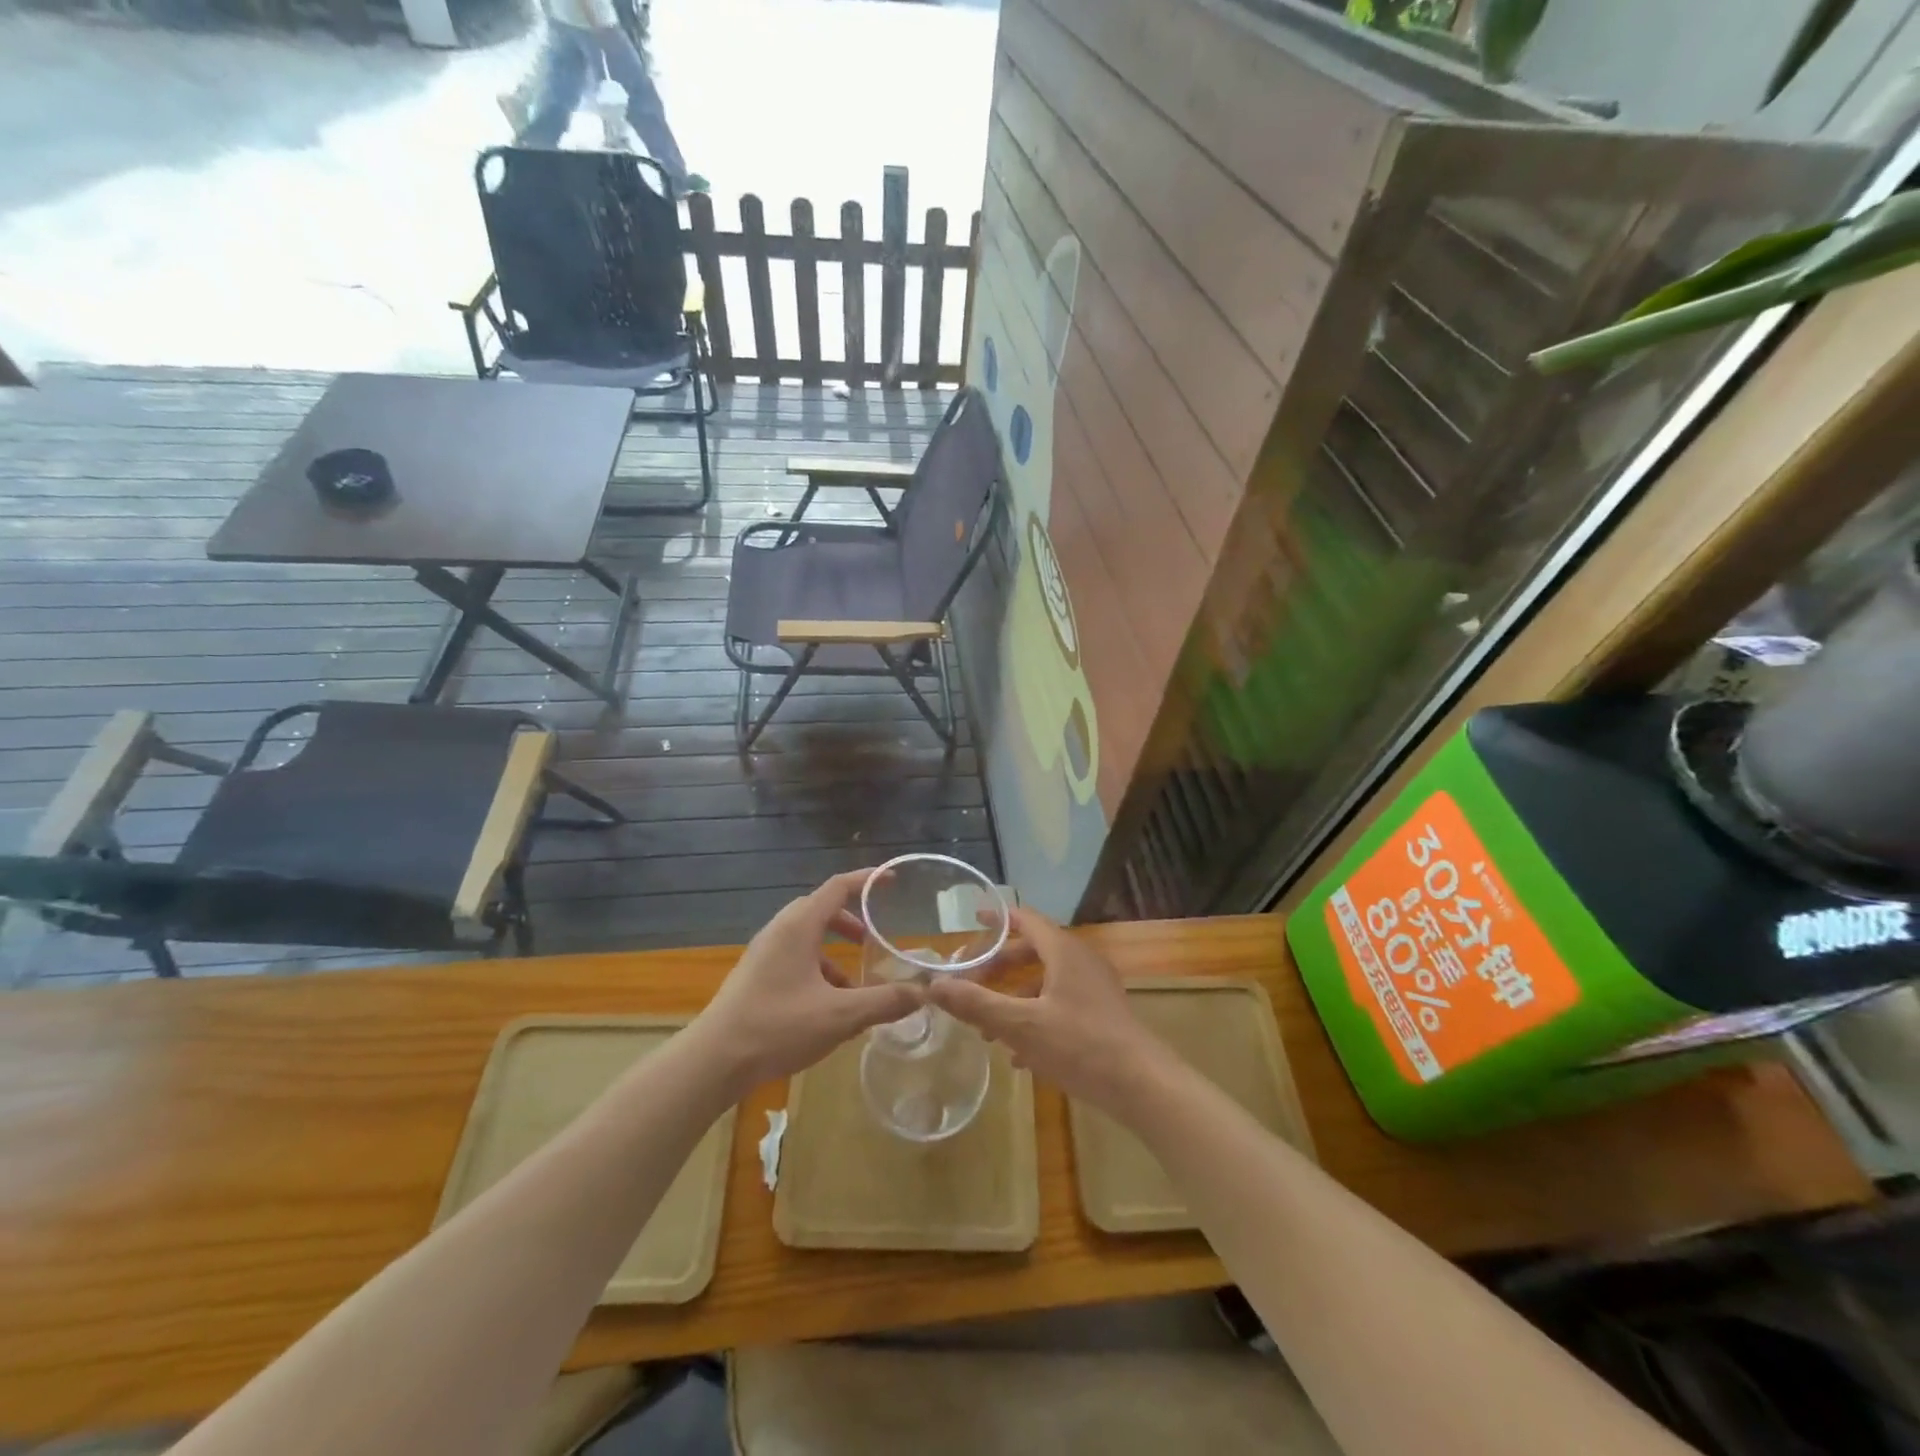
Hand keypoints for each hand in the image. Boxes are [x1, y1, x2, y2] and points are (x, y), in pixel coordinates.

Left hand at [694, 870, 921, 1092]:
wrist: (713, 1060)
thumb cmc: (778, 1026)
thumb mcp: (840, 1016)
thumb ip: (884, 1002)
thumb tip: (922, 994)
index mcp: (799, 926)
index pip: (838, 887)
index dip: (867, 880)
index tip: (892, 881)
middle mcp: (779, 930)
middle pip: (821, 909)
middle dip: (851, 921)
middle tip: (873, 939)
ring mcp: (763, 953)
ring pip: (806, 937)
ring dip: (833, 951)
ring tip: (853, 984)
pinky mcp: (754, 975)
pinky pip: (793, 957)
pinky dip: (817, 969)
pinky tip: (826, 1007)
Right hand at [926, 908, 1171, 1114]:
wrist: (1143, 1086)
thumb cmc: (1080, 1046)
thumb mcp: (1021, 1026)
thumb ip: (976, 1004)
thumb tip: (933, 985)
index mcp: (1063, 951)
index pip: (1026, 919)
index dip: (997, 918)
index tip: (972, 920)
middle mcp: (1080, 961)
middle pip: (1032, 951)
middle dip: (998, 967)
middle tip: (968, 982)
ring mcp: (1094, 988)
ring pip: (1044, 981)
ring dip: (1013, 998)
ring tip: (985, 1027)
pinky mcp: (1101, 1015)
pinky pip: (1059, 1004)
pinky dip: (1034, 1017)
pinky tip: (1017, 1055)